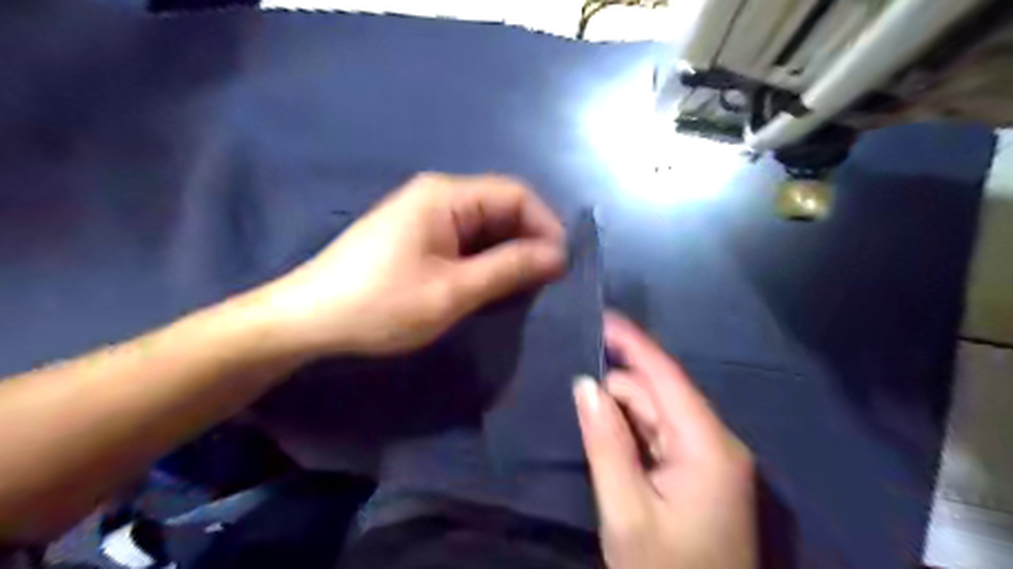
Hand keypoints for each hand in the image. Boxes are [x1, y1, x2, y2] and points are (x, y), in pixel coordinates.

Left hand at [257, 171, 567, 355]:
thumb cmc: (381, 304)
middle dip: (529, 241)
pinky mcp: (417, 237)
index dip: (545, 225)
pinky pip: (465, 241)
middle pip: (501, 208)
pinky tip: (493, 285)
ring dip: (509, 253)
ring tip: (526, 288)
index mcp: (446, 195)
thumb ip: (508, 269)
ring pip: (485, 227)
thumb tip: (557, 256)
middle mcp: (438, 195)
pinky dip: (486, 260)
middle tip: (547, 283)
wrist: (309, 319)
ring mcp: (425, 216)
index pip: (516, 194)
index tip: (562, 266)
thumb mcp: (453, 290)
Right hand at [573, 311, 754, 568]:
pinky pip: (660, 434)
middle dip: (616, 389)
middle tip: (574, 401)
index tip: (601, 316)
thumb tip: (586, 385)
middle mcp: (716, 441)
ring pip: (657, 413)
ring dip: (621, 412)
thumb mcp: (626, 513)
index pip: (666, 376)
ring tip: (589, 427)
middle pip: (659, 394)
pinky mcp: (700, 471)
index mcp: (707, 446)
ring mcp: (711, 457)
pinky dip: (632, 430)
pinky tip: (609, 438)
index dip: (632, 343)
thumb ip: (606, 443)